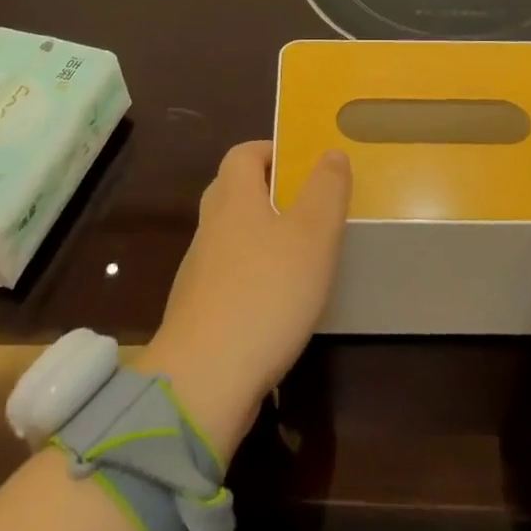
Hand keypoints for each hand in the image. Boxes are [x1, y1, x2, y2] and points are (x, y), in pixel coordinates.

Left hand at [138, 141, 351, 459]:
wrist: (205, 379)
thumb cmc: (266, 292)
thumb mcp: (313, 235)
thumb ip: (326, 189)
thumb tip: (330, 152)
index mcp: (233, 197)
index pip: (243, 153)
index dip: (272, 151)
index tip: (304, 165)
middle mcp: (210, 226)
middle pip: (234, 191)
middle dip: (269, 191)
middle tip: (308, 205)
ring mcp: (199, 270)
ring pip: (231, 235)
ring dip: (262, 235)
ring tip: (301, 253)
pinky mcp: (200, 310)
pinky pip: (229, 275)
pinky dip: (253, 275)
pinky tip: (279, 300)